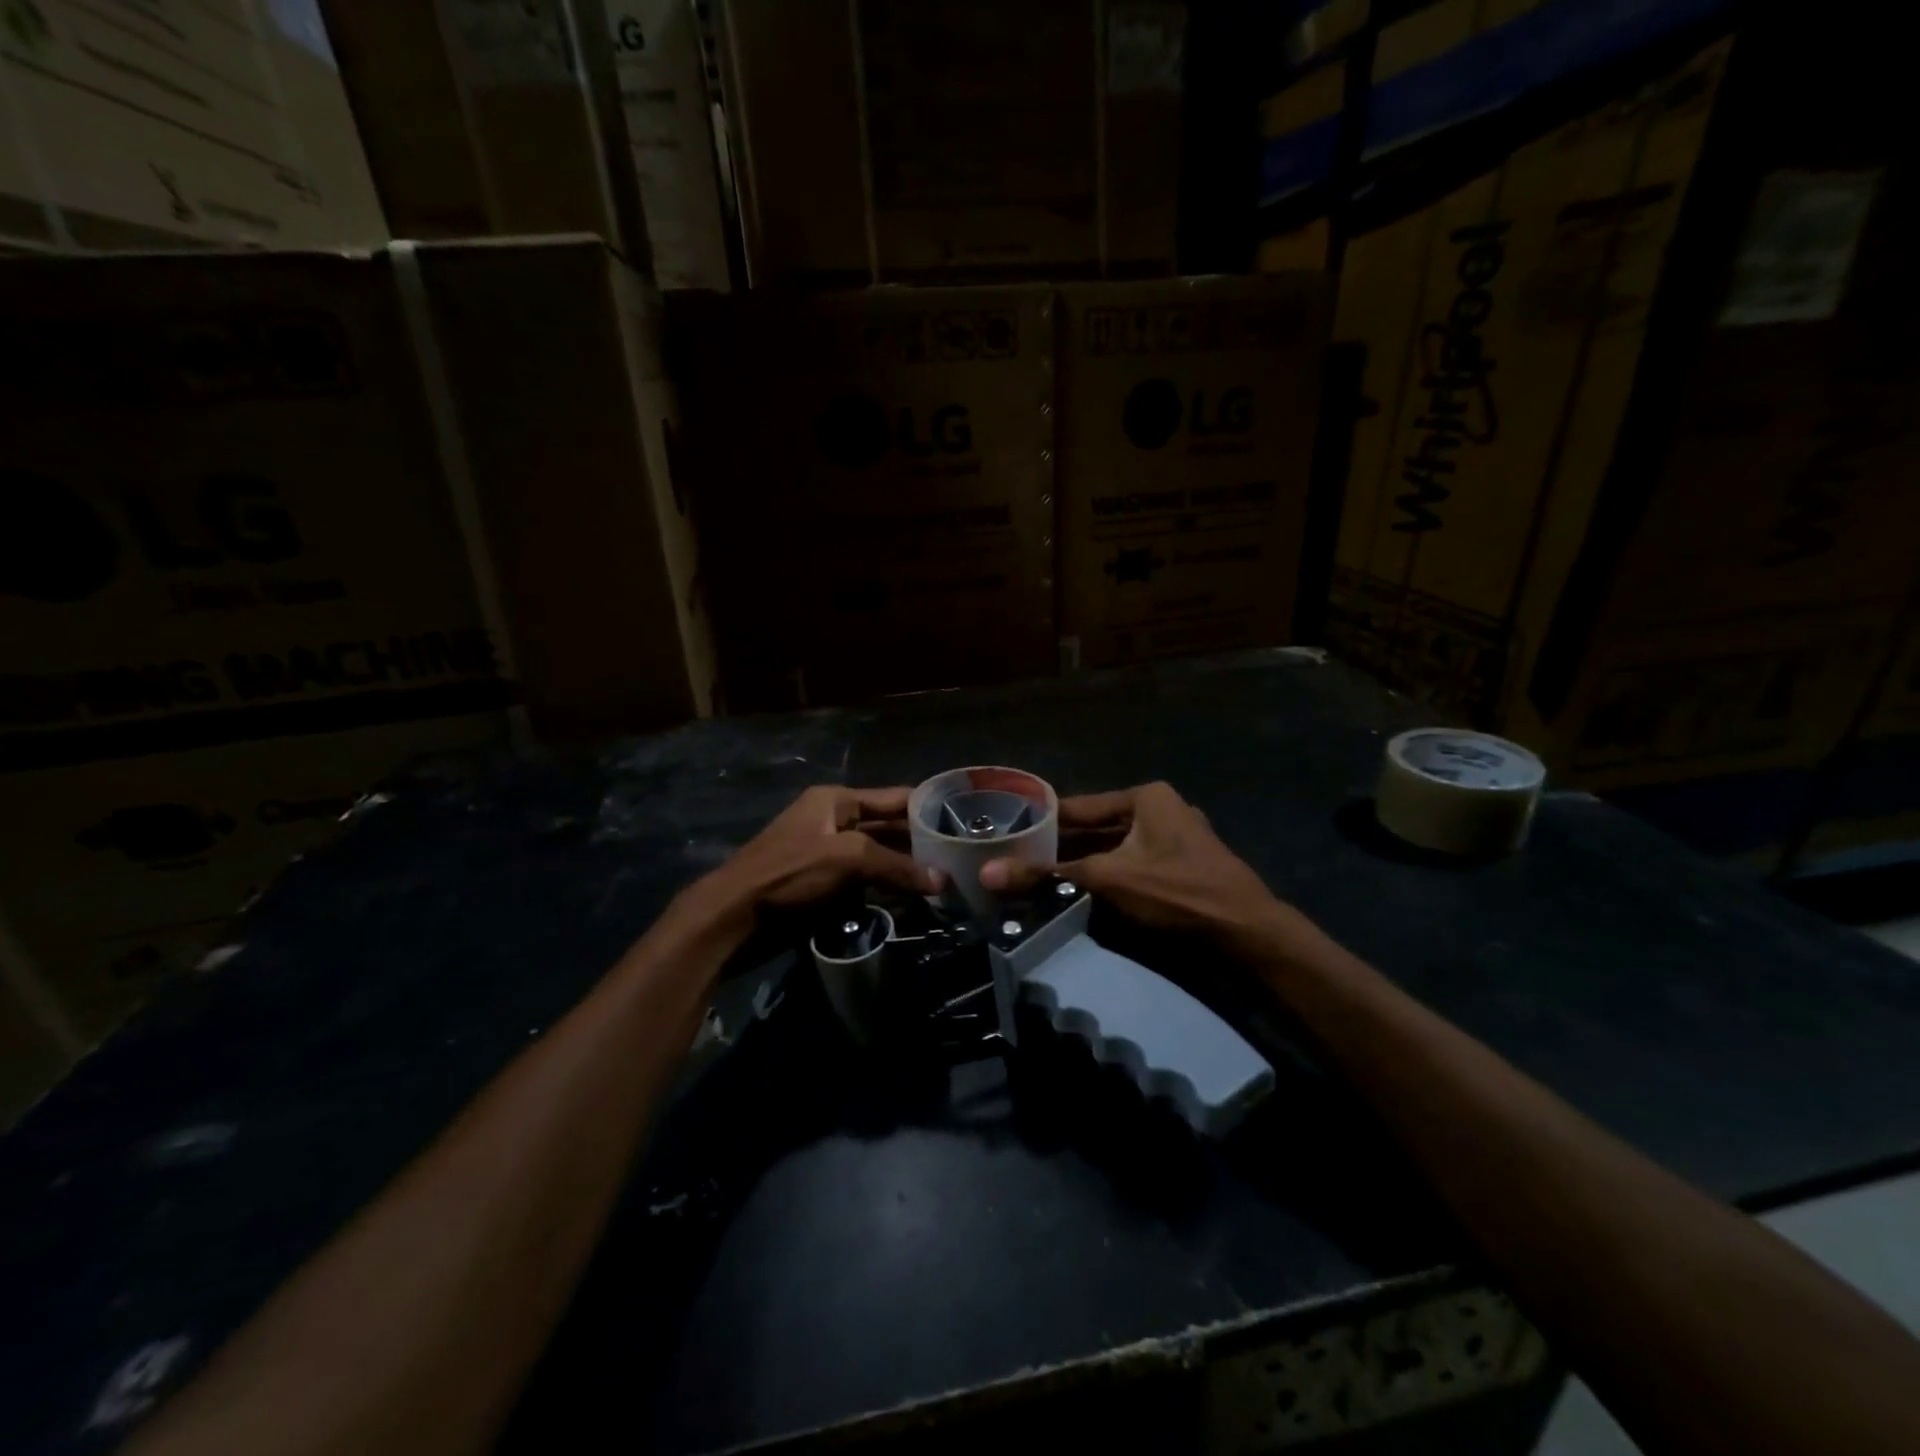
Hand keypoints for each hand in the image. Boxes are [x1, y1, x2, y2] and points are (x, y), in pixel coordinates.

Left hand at [704, 785, 941, 914]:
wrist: (734, 916)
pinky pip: (867, 882)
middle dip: (922, 843)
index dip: (928, 807)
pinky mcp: (826, 886)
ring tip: (949, 881)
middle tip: (963, 858)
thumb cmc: (789, 873)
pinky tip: (916, 900)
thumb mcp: (846, 859)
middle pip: (889, 828)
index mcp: (837, 800)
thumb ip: (896, 866)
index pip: (894, 798)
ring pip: (880, 858)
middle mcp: (836, 821)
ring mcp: (830, 855)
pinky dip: (888, 889)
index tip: (965, 821)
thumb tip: (942, 881)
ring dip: (907, 869)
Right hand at [980, 782, 1290, 950]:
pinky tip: (1080, 892)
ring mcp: (1175, 839)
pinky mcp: (1182, 866)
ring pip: (1115, 849)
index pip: (1080, 805)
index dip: (1043, 820)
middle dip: (1061, 847)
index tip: (1008, 833)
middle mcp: (1161, 809)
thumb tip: (988, 873)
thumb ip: (1047, 875)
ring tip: (1040, 878)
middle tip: (1018, 860)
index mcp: (1146, 796)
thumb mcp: (1107, 879)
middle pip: (1097, 828)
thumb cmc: (1176, 890)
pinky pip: (1133, 865)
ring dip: (1083, 865)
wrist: (1247, 931)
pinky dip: (1108, 876)